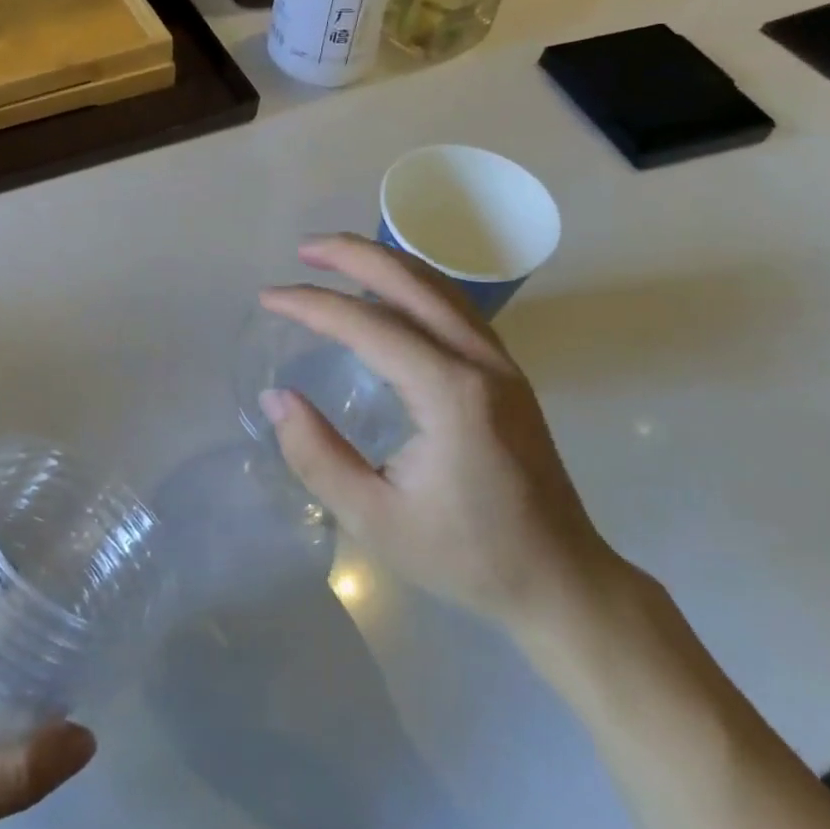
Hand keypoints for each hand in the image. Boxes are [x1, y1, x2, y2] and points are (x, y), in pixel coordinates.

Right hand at [258, 234, 623, 633]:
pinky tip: (388, 293)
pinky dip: (412, 285)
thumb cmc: (466, 555)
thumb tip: (276, 397)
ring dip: (384, 262)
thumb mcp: (374, 519)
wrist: (561, 579)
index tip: (268, 298)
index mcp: (449, 394)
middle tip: (303, 249)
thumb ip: (317, 455)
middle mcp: (479, 362)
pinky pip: (453, 307)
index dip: (312, 304)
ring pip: (438, 287)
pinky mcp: (506, 373)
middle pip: (410, 282)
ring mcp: (500, 362)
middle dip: (352, 255)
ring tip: (336, 257)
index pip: (367, 325)